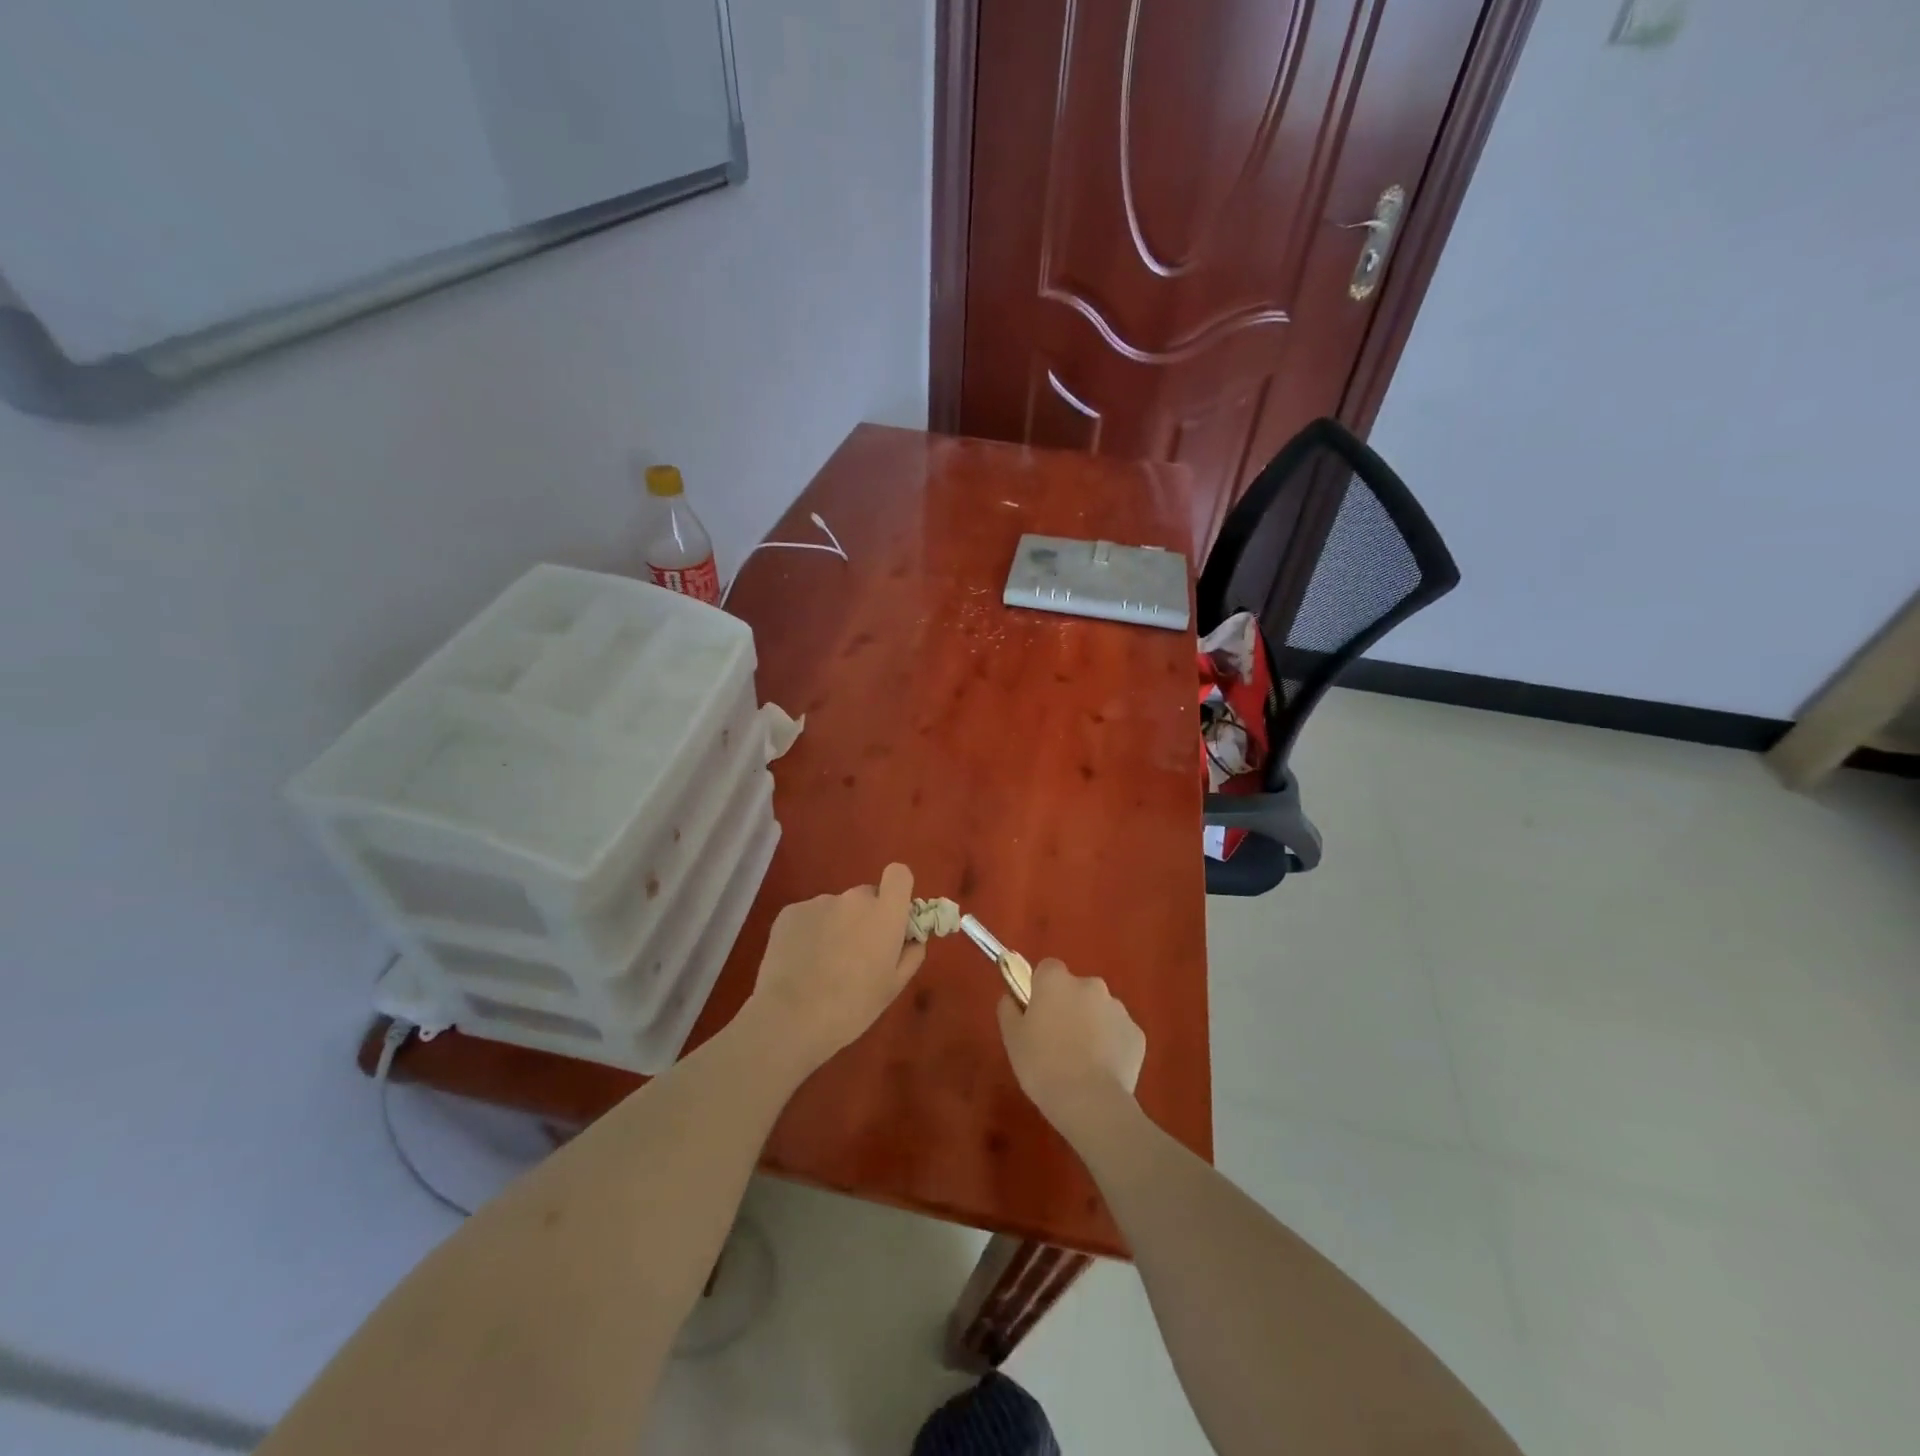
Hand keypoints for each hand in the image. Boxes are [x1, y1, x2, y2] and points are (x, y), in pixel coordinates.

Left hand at [744, 864, 925, 1071]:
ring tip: (821, 964)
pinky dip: (809, 932)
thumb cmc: (852, 1006)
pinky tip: (800, 962)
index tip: (892, 917)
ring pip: (836, 908)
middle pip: (866, 896)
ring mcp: (819, 902)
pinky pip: (809, 916)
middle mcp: (853, 898)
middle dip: (865, 917)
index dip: (897, 891)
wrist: (791, 1018)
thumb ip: (911, 952)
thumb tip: (912, 936)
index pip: (899, 874)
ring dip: (835, 926)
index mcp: (884, 913)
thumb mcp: (894, 986)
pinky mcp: (790, 911)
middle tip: (855, 953)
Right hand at [997, 959, 1145, 1141]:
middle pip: (1076, 989)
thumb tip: (1011, 997)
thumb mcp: (1012, 1038)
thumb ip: (1009, 1009)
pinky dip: (1111, 1045)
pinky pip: (1118, 1032)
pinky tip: (1101, 1070)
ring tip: (1081, 1061)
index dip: (1041, 989)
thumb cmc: (1042, 1065)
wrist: (1090, 1102)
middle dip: (1069, 1007)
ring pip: (1099, 1010)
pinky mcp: (1137, 1034)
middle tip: (1057, 1041)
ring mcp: (1118, 1008)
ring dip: (1091, 1025)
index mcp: (1056, 980)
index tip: (1037, 1014)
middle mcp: (1090, 985)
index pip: (1047, 969)